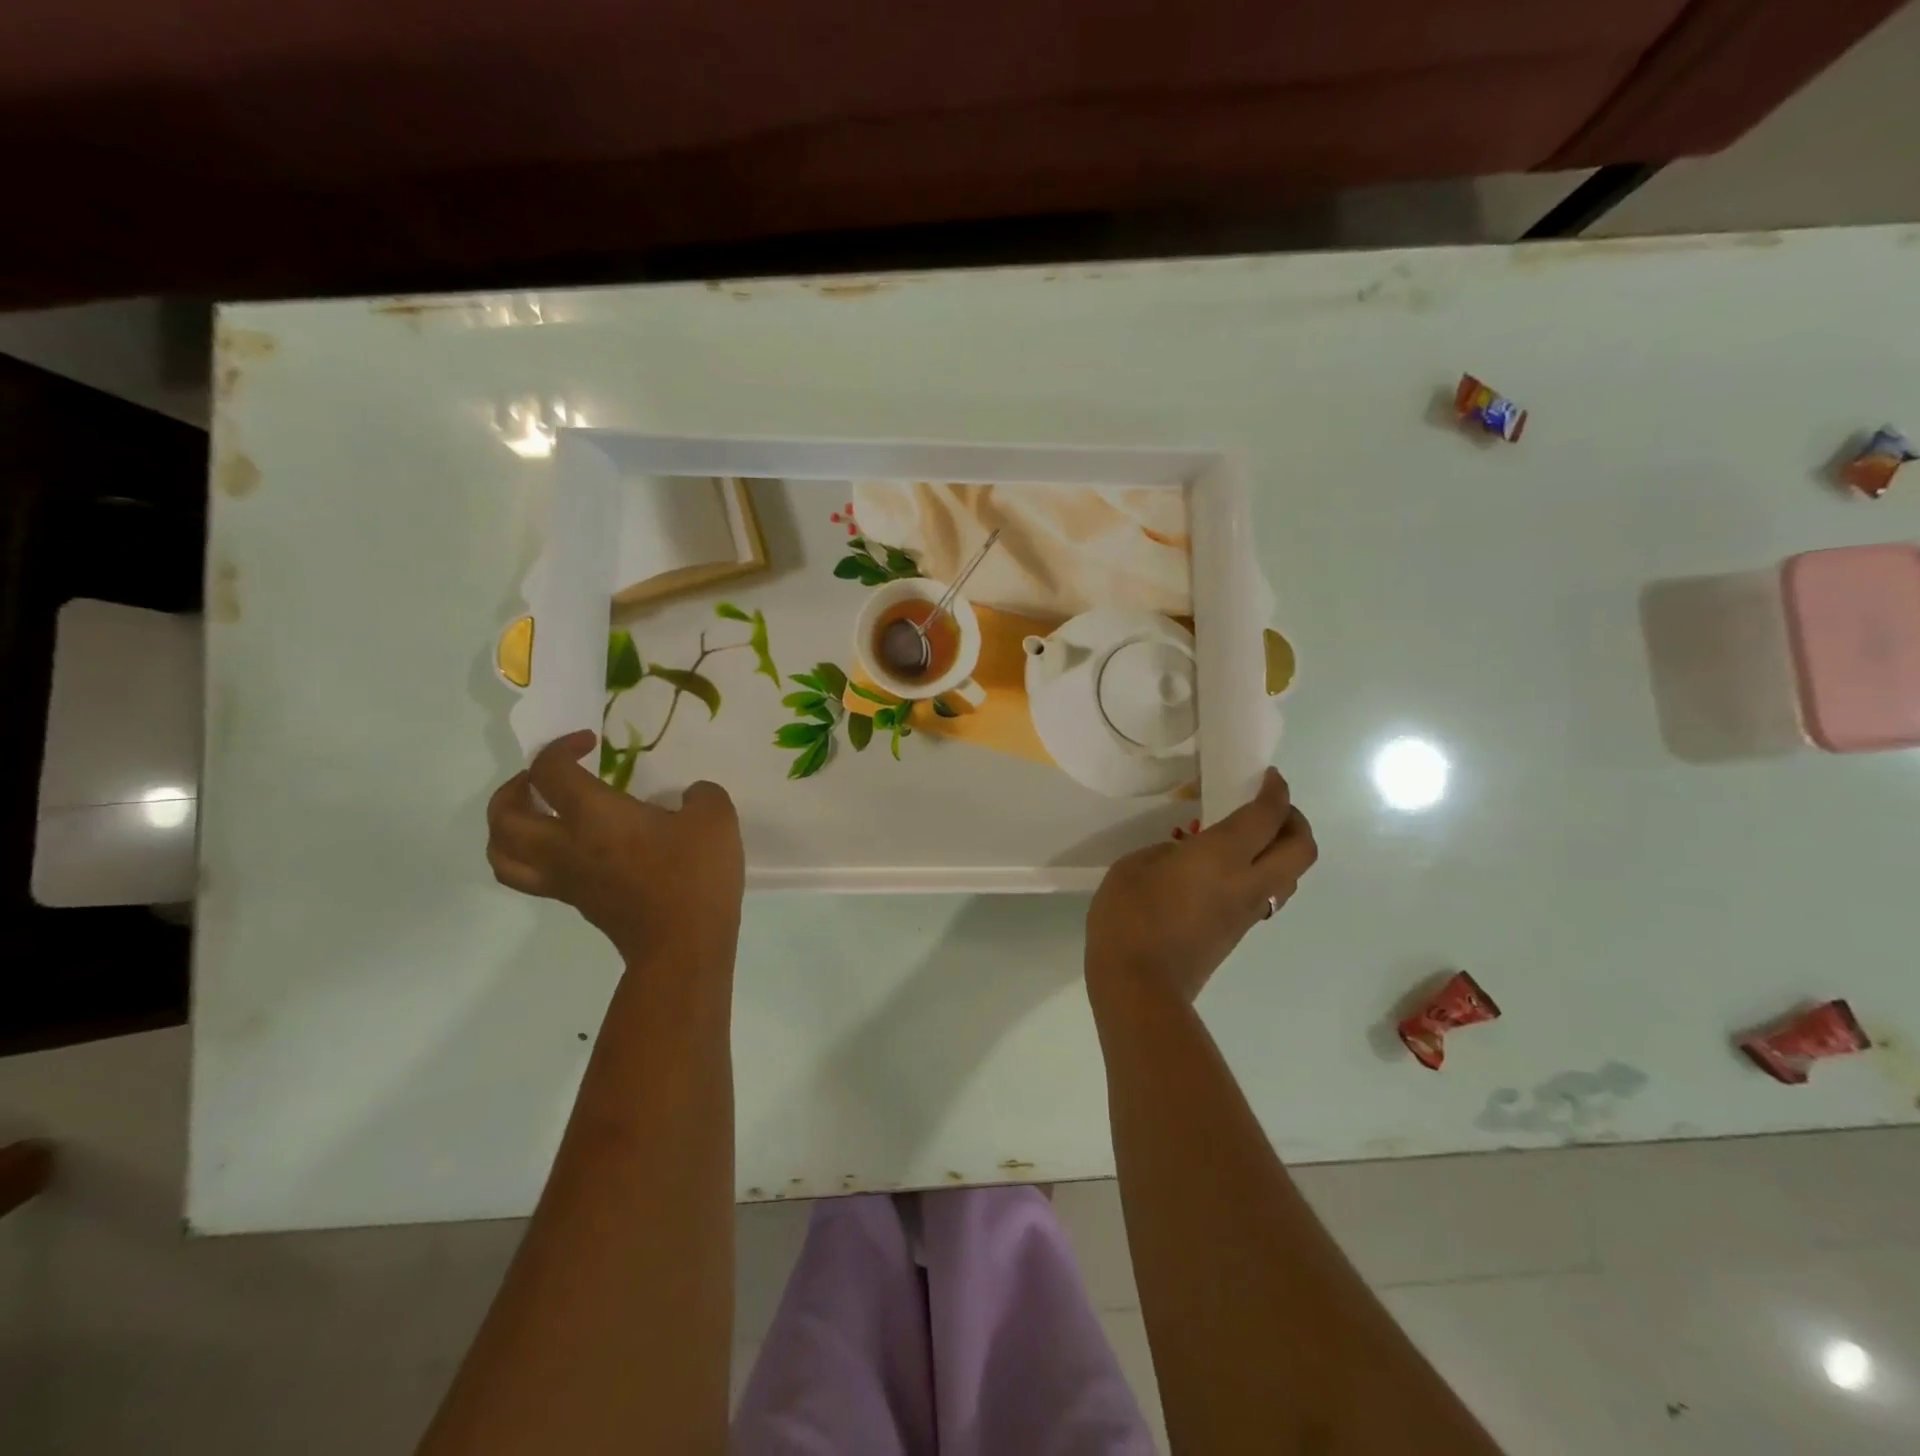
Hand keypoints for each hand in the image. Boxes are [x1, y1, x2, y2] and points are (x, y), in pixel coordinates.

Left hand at [485, 730, 744, 965]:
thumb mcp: (715, 819)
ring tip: (533, 816)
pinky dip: (531, 856)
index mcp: (592, 816)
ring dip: (505, 828)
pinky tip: (566, 849)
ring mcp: (566, 880)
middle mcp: (564, 846)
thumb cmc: (694, 876)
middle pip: (503, 816)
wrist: (683, 945)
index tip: (590, 742)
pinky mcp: (577, 903)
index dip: (561, 747)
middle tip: (542, 779)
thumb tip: (690, 797)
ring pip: (501, 854)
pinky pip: (531, 876)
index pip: (550, 771)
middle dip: (514, 788)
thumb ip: (701, 795)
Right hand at [1086, 767, 1316, 1005]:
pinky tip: (1228, 871)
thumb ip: (1168, 852)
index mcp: (1222, 856)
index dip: (1275, 791)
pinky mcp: (1237, 933)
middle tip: (1270, 808)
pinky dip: (1263, 874)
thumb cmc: (1129, 917)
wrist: (1139, 985)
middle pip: (1302, 849)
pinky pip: (1267, 895)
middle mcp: (1248, 882)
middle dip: (1295, 821)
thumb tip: (1187, 858)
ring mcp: (1247, 912)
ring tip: (1253, 840)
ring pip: (1290, 876)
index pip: (1266, 816)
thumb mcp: (1134, 867)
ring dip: (1284, 851)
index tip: (1268, 776)